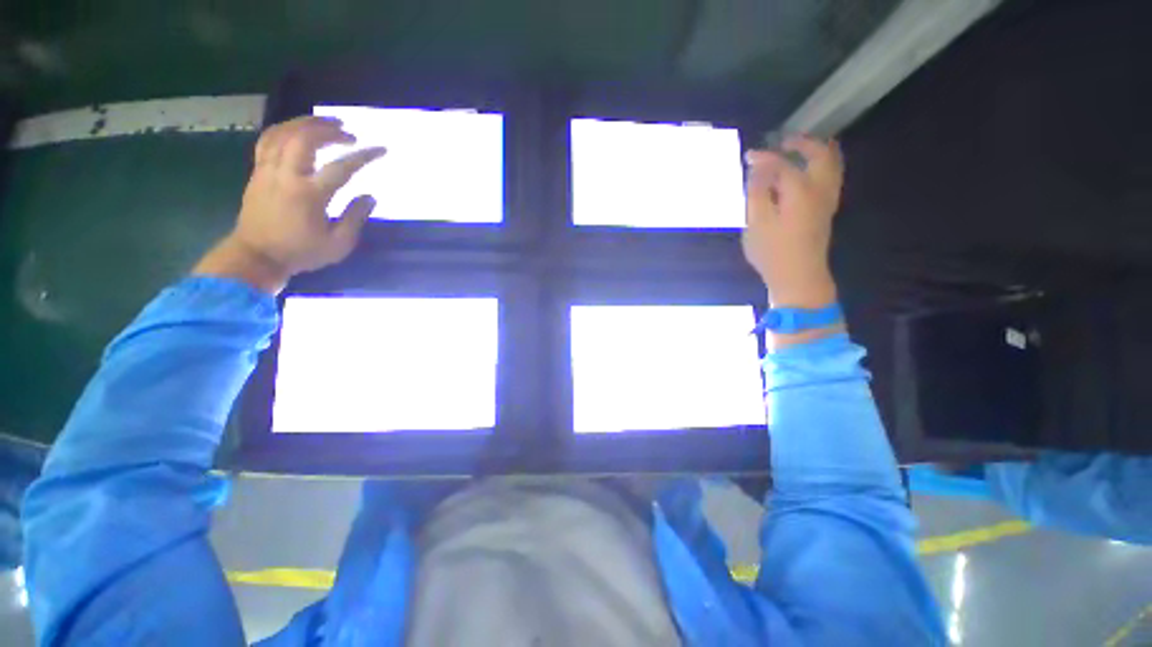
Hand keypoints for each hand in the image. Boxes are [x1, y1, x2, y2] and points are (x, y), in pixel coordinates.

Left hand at [194, 116, 385, 292]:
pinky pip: (268, 140)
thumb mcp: (338, 244)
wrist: (256, 256)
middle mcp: (287, 176)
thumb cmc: (301, 252)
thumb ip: (355, 218)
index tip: (381, 149)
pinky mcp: (257, 171)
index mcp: (309, 195)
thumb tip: (370, 196)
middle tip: (349, 132)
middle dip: (329, 130)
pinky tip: (297, 130)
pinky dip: (285, 129)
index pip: (341, 167)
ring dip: (306, 123)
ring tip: (325, 123)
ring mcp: (268, 171)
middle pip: (305, 139)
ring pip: (283, 133)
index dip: (364, 156)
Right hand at [742, 135, 842, 307]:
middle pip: (821, 154)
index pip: (782, 164)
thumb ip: (757, 192)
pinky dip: (821, 165)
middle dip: (803, 143)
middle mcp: (819, 189)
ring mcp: (827, 200)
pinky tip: (807, 172)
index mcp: (800, 190)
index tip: (748, 156)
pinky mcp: (826, 211)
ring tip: (798, 149)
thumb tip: (758, 168)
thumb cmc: (773, 251)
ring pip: (831, 164)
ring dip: (817, 151)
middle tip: (784, 141)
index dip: (764, 157)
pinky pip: (830, 176)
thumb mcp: (756, 222)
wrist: (798, 277)